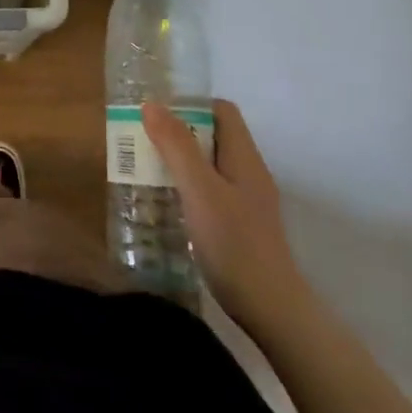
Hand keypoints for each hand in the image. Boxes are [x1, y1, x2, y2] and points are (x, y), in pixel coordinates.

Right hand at [143, 100, 312, 338]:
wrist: (270, 308)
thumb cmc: (234, 243)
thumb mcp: (199, 190)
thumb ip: (176, 146)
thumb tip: (152, 104)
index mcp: (244, 158)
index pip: (222, 111)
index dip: (191, 105)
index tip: (156, 113)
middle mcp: (248, 173)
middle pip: (213, 137)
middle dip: (177, 134)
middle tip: (141, 141)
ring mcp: (246, 201)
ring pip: (209, 166)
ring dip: (178, 162)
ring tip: (144, 169)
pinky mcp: (238, 225)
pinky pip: (209, 191)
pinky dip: (186, 188)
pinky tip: (164, 204)